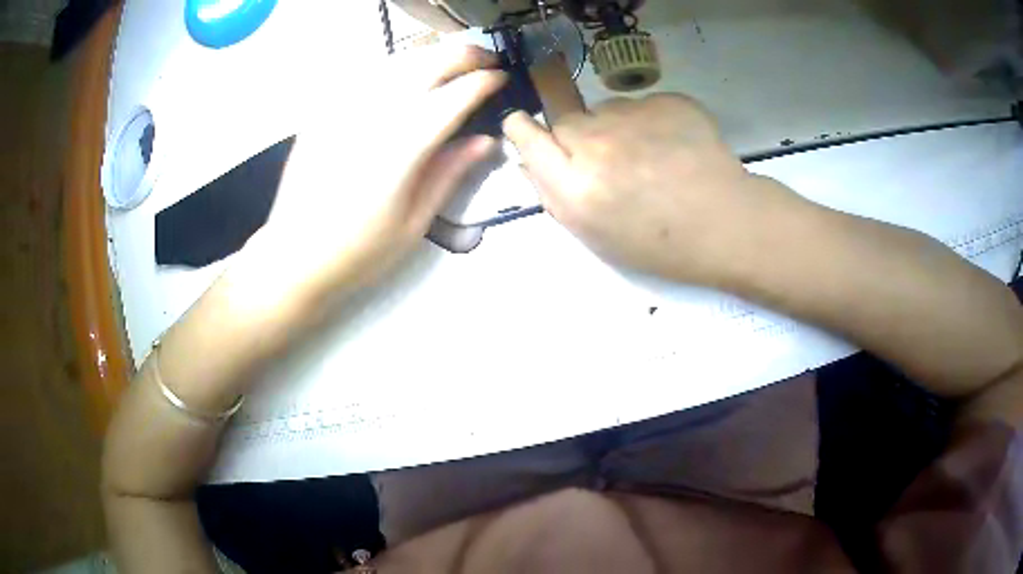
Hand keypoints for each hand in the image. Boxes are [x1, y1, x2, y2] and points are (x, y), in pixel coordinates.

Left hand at [249, 45, 506, 304]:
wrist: (292, 257)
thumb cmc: (359, 251)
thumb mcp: (415, 222)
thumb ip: (451, 173)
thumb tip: (487, 139)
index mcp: (402, 147)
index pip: (455, 94)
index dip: (485, 80)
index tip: (502, 76)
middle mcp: (374, 115)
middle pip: (428, 63)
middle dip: (464, 54)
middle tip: (485, 61)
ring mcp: (345, 108)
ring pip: (398, 60)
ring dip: (432, 55)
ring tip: (452, 63)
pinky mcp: (324, 111)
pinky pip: (367, 73)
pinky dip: (397, 66)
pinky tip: (406, 77)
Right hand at [502, 94, 804, 284]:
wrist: (727, 224)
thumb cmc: (660, 244)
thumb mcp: (597, 236)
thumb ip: (554, 196)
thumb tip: (526, 161)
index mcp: (575, 186)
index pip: (525, 135)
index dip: (522, 128)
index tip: (525, 127)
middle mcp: (597, 143)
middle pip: (565, 121)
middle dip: (577, 138)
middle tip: (609, 162)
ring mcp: (635, 116)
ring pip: (605, 110)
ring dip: (615, 128)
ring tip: (649, 157)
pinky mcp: (667, 101)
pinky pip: (642, 105)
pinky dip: (651, 122)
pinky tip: (673, 147)